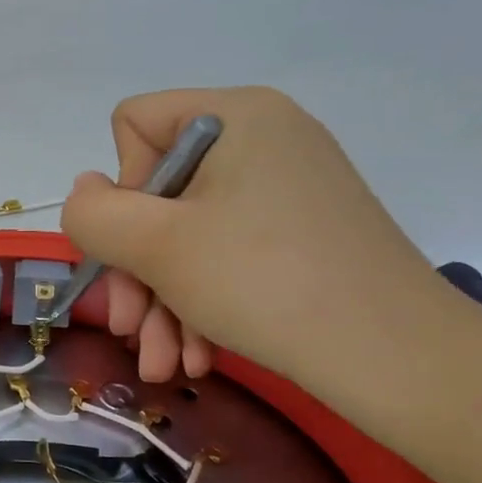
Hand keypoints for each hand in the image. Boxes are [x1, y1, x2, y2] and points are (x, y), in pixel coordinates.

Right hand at [61, 87, 448, 396]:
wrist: (394, 356)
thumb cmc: (263, 282)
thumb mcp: (156, 246)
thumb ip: (94, 214)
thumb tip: (86, 194)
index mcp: (235, 117)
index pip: (135, 125)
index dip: (122, 188)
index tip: (140, 244)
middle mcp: (264, 141)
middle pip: (159, 194)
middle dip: (136, 272)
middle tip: (131, 330)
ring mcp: (287, 191)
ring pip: (190, 238)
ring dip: (163, 305)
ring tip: (163, 365)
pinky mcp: (303, 236)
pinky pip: (228, 258)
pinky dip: (203, 305)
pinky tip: (198, 357)